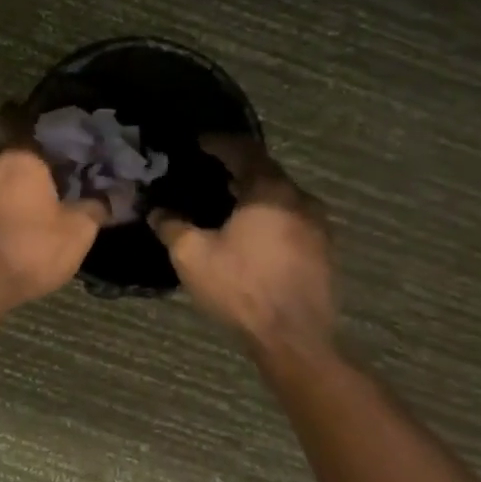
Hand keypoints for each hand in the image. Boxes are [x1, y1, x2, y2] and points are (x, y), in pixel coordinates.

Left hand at [0, 148, 109, 309]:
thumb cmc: (31, 249)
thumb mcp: (78, 232)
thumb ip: (94, 208)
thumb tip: (105, 199)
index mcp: (22, 158)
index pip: (50, 153)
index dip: (65, 173)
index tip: (75, 191)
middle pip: (21, 170)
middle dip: (35, 187)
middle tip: (54, 211)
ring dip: (11, 203)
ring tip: (29, 229)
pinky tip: (5, 239)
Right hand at [148, 137, 336, 362]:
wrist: (295, 339)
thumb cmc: (241, 288)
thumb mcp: (192, 255)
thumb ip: (171, 226)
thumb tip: (157, 210)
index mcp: (269, 191)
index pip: (244, 150)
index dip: (219, 142)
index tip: (198, 141)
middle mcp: (300, 200)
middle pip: (266, 171)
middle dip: (237, 167)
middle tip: (209, 170)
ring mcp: (318, 226)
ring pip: (282, 195)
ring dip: (255, 192)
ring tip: (227, 200)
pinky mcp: (324, 251)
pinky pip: (292, 217)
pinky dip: (269, 214)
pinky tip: (251, 231)